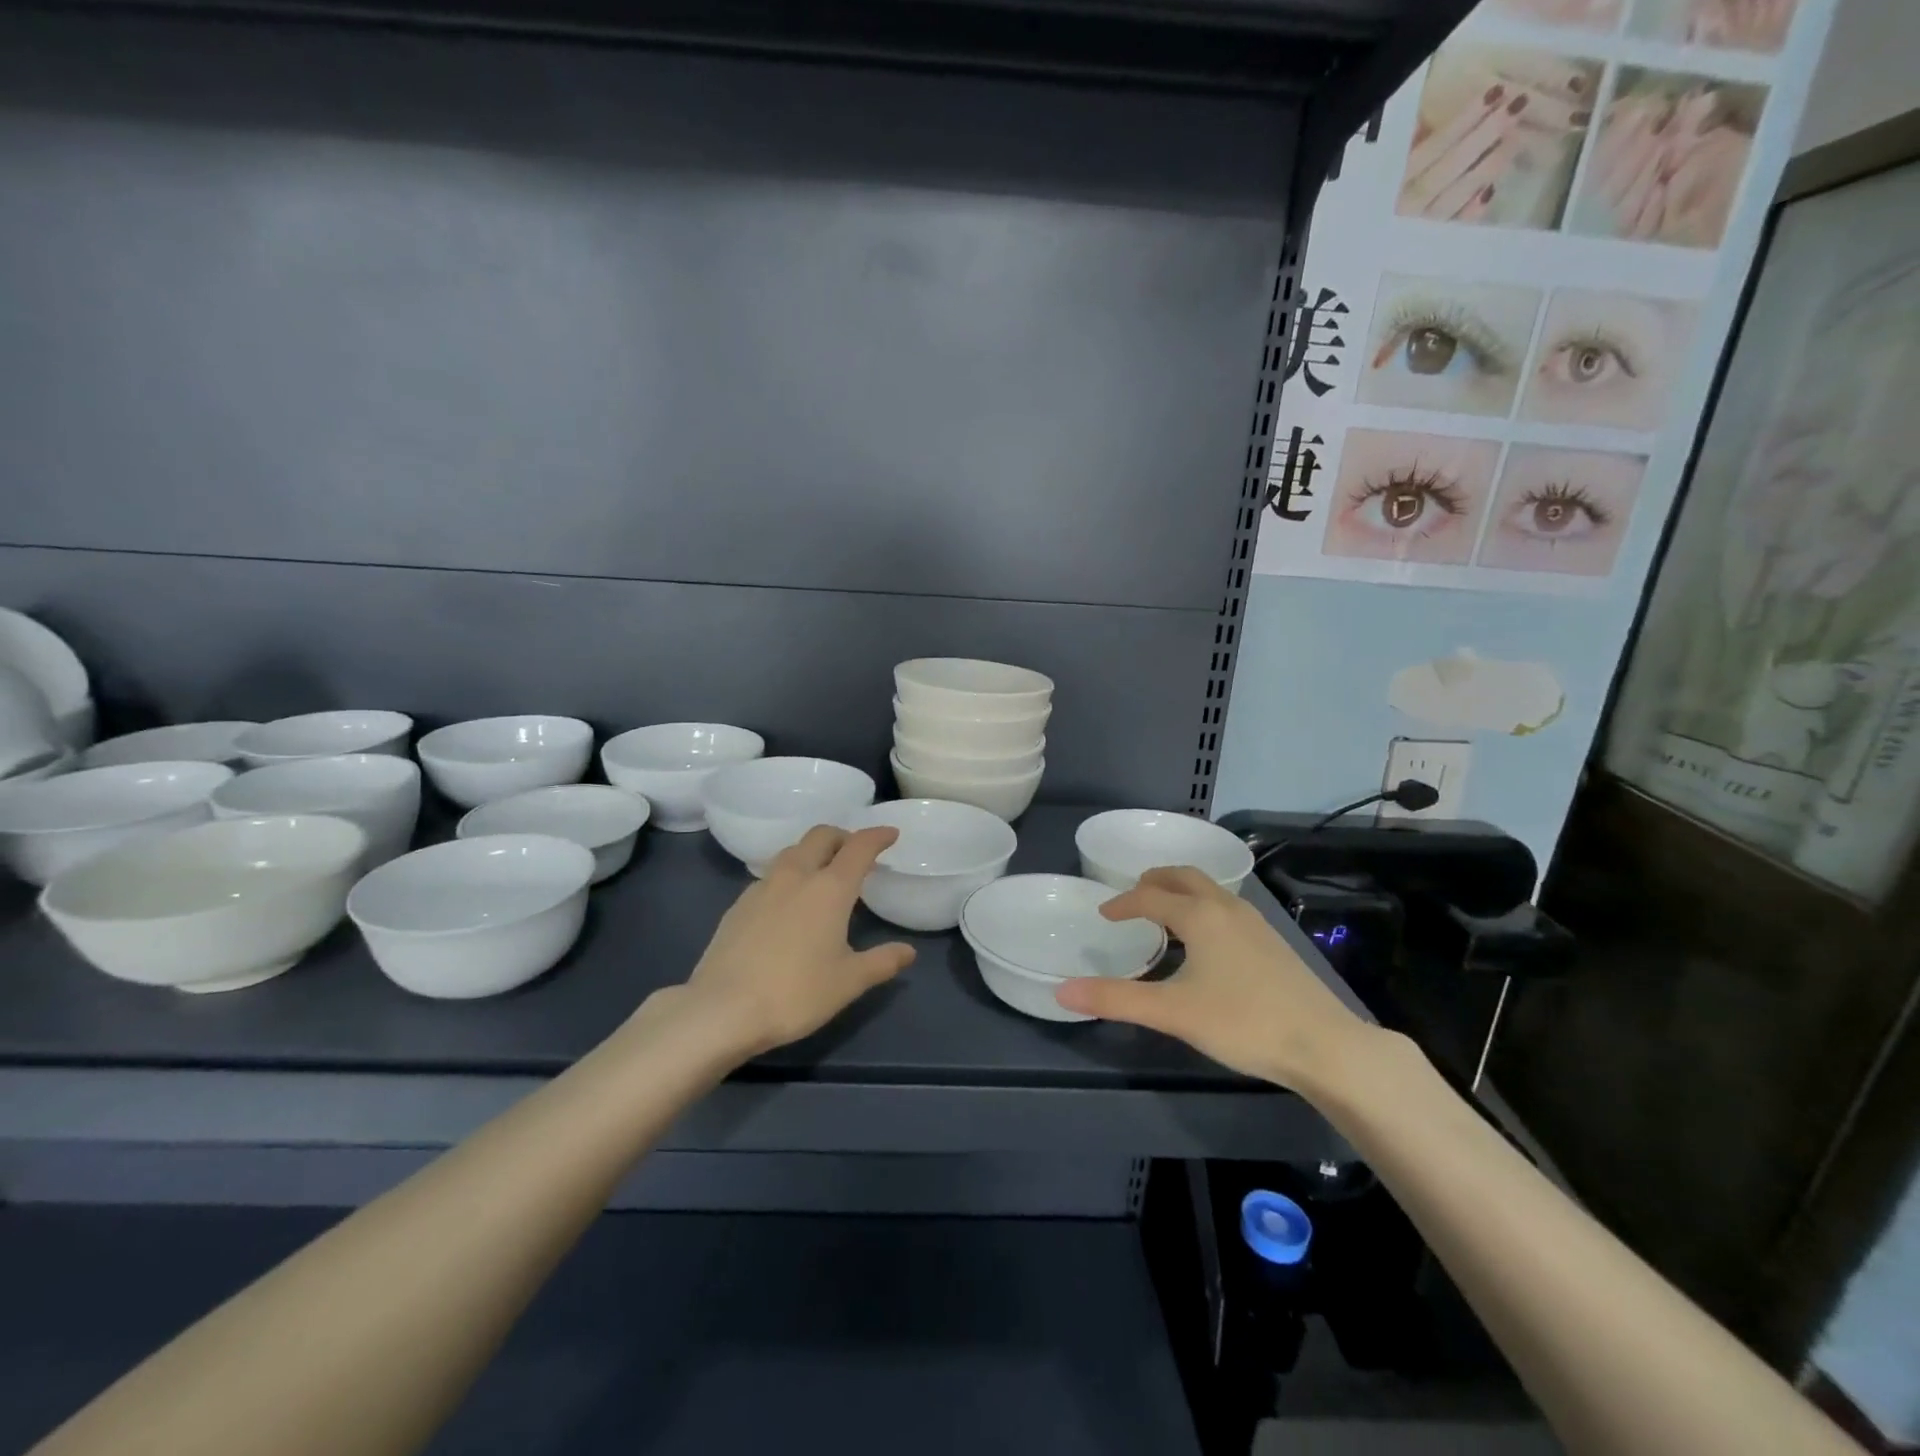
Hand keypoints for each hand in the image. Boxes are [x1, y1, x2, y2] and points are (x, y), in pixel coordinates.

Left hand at [676, 825, 915, 1056]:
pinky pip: (770, 876)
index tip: (891, 834)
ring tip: (822, 874)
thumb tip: (908, 952)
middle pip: (821, 836)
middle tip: (855, 852)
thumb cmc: (795, 993)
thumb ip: (882, 962)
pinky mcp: (738, 905)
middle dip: (842, 836)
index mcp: (830, 888)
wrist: (722, 1009)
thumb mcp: (848, 982)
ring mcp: (762, 887)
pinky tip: (788, 902)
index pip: (859, 847)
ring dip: (812, 852)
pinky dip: (788, 876)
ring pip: (792, 852)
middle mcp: (796, 876)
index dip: (878, 836)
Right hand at [1054, 867, 1372, 1092]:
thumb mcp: (1172, 1012)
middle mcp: (1227, 908)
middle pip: (1185, 877)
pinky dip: (1204, 908)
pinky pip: (1227, 908)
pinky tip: (1207, 942)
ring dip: (1182, 892)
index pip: (1151, 896)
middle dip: (1155, 880)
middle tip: (1134, 894)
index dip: (1123, 903)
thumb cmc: (1243, 1022)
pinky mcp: (1273, 943)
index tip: (1104, 914)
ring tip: (1165, 913)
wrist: (1325, 1045)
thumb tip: (1062, 991)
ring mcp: (1255, 923)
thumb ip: (1116, 999)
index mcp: (1200, 916)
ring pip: (1211, 891)